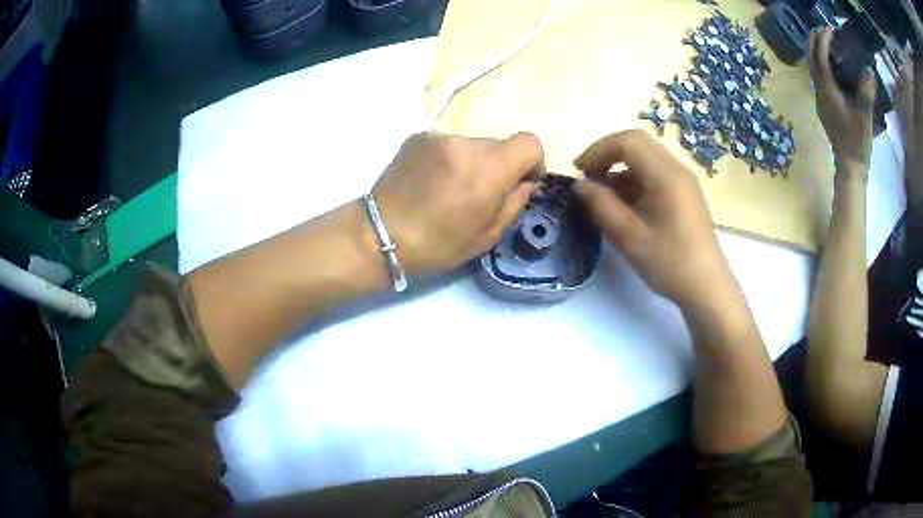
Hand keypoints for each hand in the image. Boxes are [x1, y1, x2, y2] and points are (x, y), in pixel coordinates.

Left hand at [372, 132, 544, 275]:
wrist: (380, 235)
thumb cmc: (437, 244)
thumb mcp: (488, 235)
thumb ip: (515, 202)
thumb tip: (525, 181)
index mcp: (487, 168)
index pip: (529, 142)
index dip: (533, 161)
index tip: (522, 182)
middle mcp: (465, 143)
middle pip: (500, 144)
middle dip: (500, 165)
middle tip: (480, 194)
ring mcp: (439, 136)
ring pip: (473, 144)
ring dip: (473, 162)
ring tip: (451, 189)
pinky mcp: (418, 137)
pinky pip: (449, 144)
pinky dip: (450, 159)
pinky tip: (433, 182)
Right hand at [573, 130, 731, 307]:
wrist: (707, 287)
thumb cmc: (670, 264)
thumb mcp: (630, 238)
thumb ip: (602, 206)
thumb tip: (579, 185)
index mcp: (666, 177)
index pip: (627, 142)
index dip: (598, 150)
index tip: (579, 172)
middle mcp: (677, 169)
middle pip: (637, 142)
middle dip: (608, 154)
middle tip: (589, 177)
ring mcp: (684, 180)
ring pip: (646, 156)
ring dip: (621, 166)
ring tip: (603, 194)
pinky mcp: (685, 192)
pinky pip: (656, 172)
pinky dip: (634, 178)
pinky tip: (625, 203)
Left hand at [809, 28, 875, 175]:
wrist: (850, 167)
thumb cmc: (857, 142)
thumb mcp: (864, 116)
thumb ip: (866, 93)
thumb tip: (868, 69)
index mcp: (826, 90)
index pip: (820, 57)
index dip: (823, 40)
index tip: (829, 28)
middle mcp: (819, 91)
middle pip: (811, 59)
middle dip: (815, 41)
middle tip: (824, 31)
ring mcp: (820, 100)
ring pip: (813, 69)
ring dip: (817, 53)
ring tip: (826, 44)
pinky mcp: (825, 107)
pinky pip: (819, 78)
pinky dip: (822, 66)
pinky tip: (832, 68)